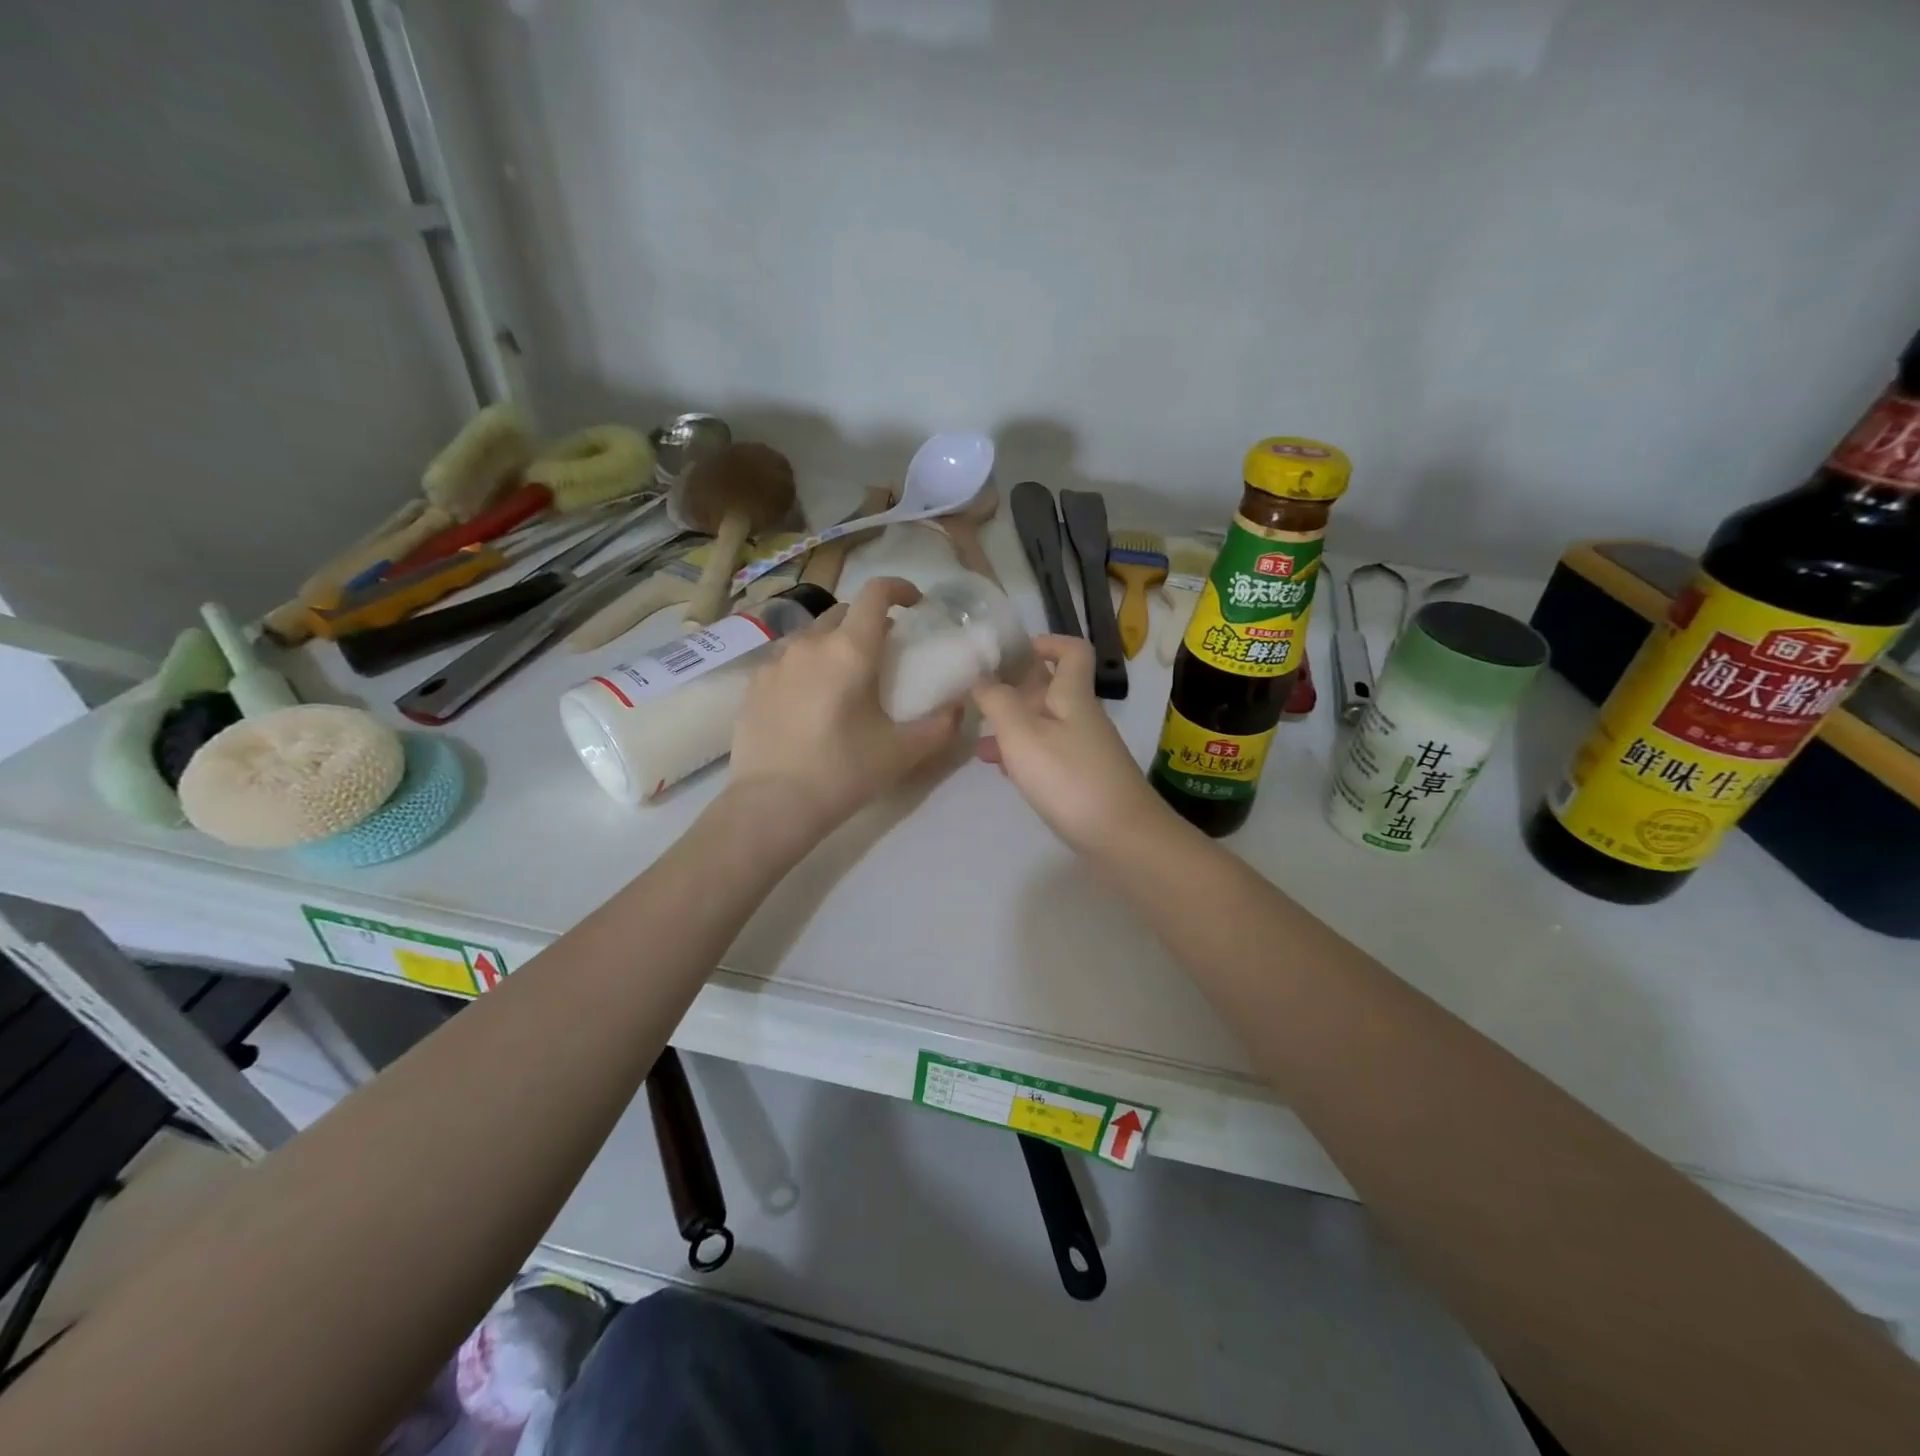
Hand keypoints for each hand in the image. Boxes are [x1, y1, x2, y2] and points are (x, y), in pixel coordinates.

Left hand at [730, 577, 962, 839]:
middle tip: (883, 652)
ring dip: (834, 643)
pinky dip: (806, 666)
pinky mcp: (753, 684)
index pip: (876, 593)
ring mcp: (776, 661)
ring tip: (844, 679)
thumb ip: (940, 725)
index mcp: (850, 650)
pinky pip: (787, 660)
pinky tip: (810, 701)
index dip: (899, 588)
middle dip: (867, 621)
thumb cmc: (843, 772)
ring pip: (813, 636)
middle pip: (843, 612)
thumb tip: (960, 707)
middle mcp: (811, 643)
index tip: (915, 604)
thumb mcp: (903, 752)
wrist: (771, 805)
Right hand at [973, 635, 1171, 850]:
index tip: (1011, 652)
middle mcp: (1082, 717)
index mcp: (1072, 696)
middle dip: (1014, 692)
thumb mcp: (1023, 735)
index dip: (1045, 643)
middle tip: (979, 701)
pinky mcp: (1083, 779)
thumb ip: (997, 702)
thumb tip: (982, 676)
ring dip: (1013, 728)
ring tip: (980, 744)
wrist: (1123, 838)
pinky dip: (1025, 757)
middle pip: (1050, 690)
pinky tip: (1005, 773)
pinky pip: (1049, 755)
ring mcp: (1085, 750)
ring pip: (1044, 725)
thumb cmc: (1069, 778)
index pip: (1071, 651)